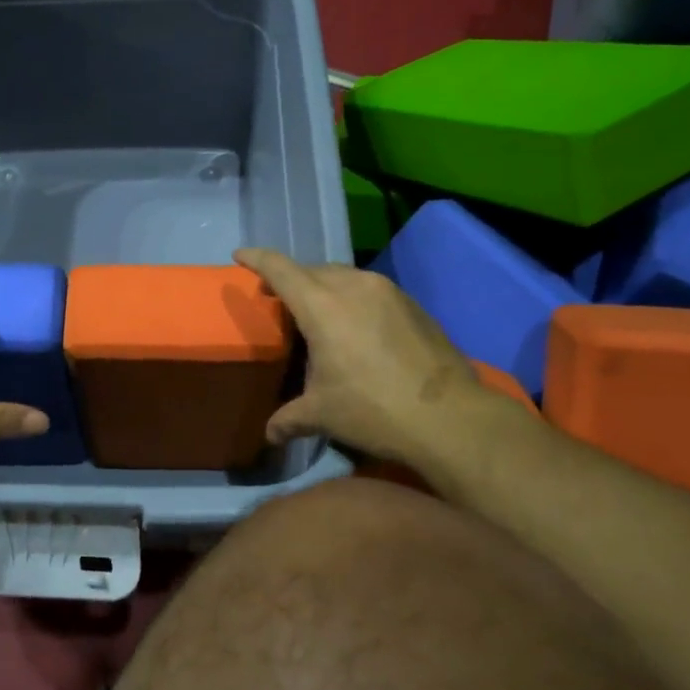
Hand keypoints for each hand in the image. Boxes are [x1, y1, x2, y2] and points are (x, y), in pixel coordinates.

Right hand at [235, 248, 503, 484]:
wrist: (450, 417)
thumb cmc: (373, 409)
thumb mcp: (323, 415)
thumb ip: (289, 418)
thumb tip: (269, 434)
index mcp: (321, 305)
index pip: (280, 269)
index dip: (257, 259)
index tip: (239, 256)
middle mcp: (352, 286)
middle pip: (311, 269)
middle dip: (290, 278)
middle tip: (277, 297)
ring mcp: (386, 291)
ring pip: (343, 275)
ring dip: (323, 285)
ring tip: (317, 310)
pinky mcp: (411, 303)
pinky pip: (368, 289)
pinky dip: (351, 297)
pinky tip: (355, 325)